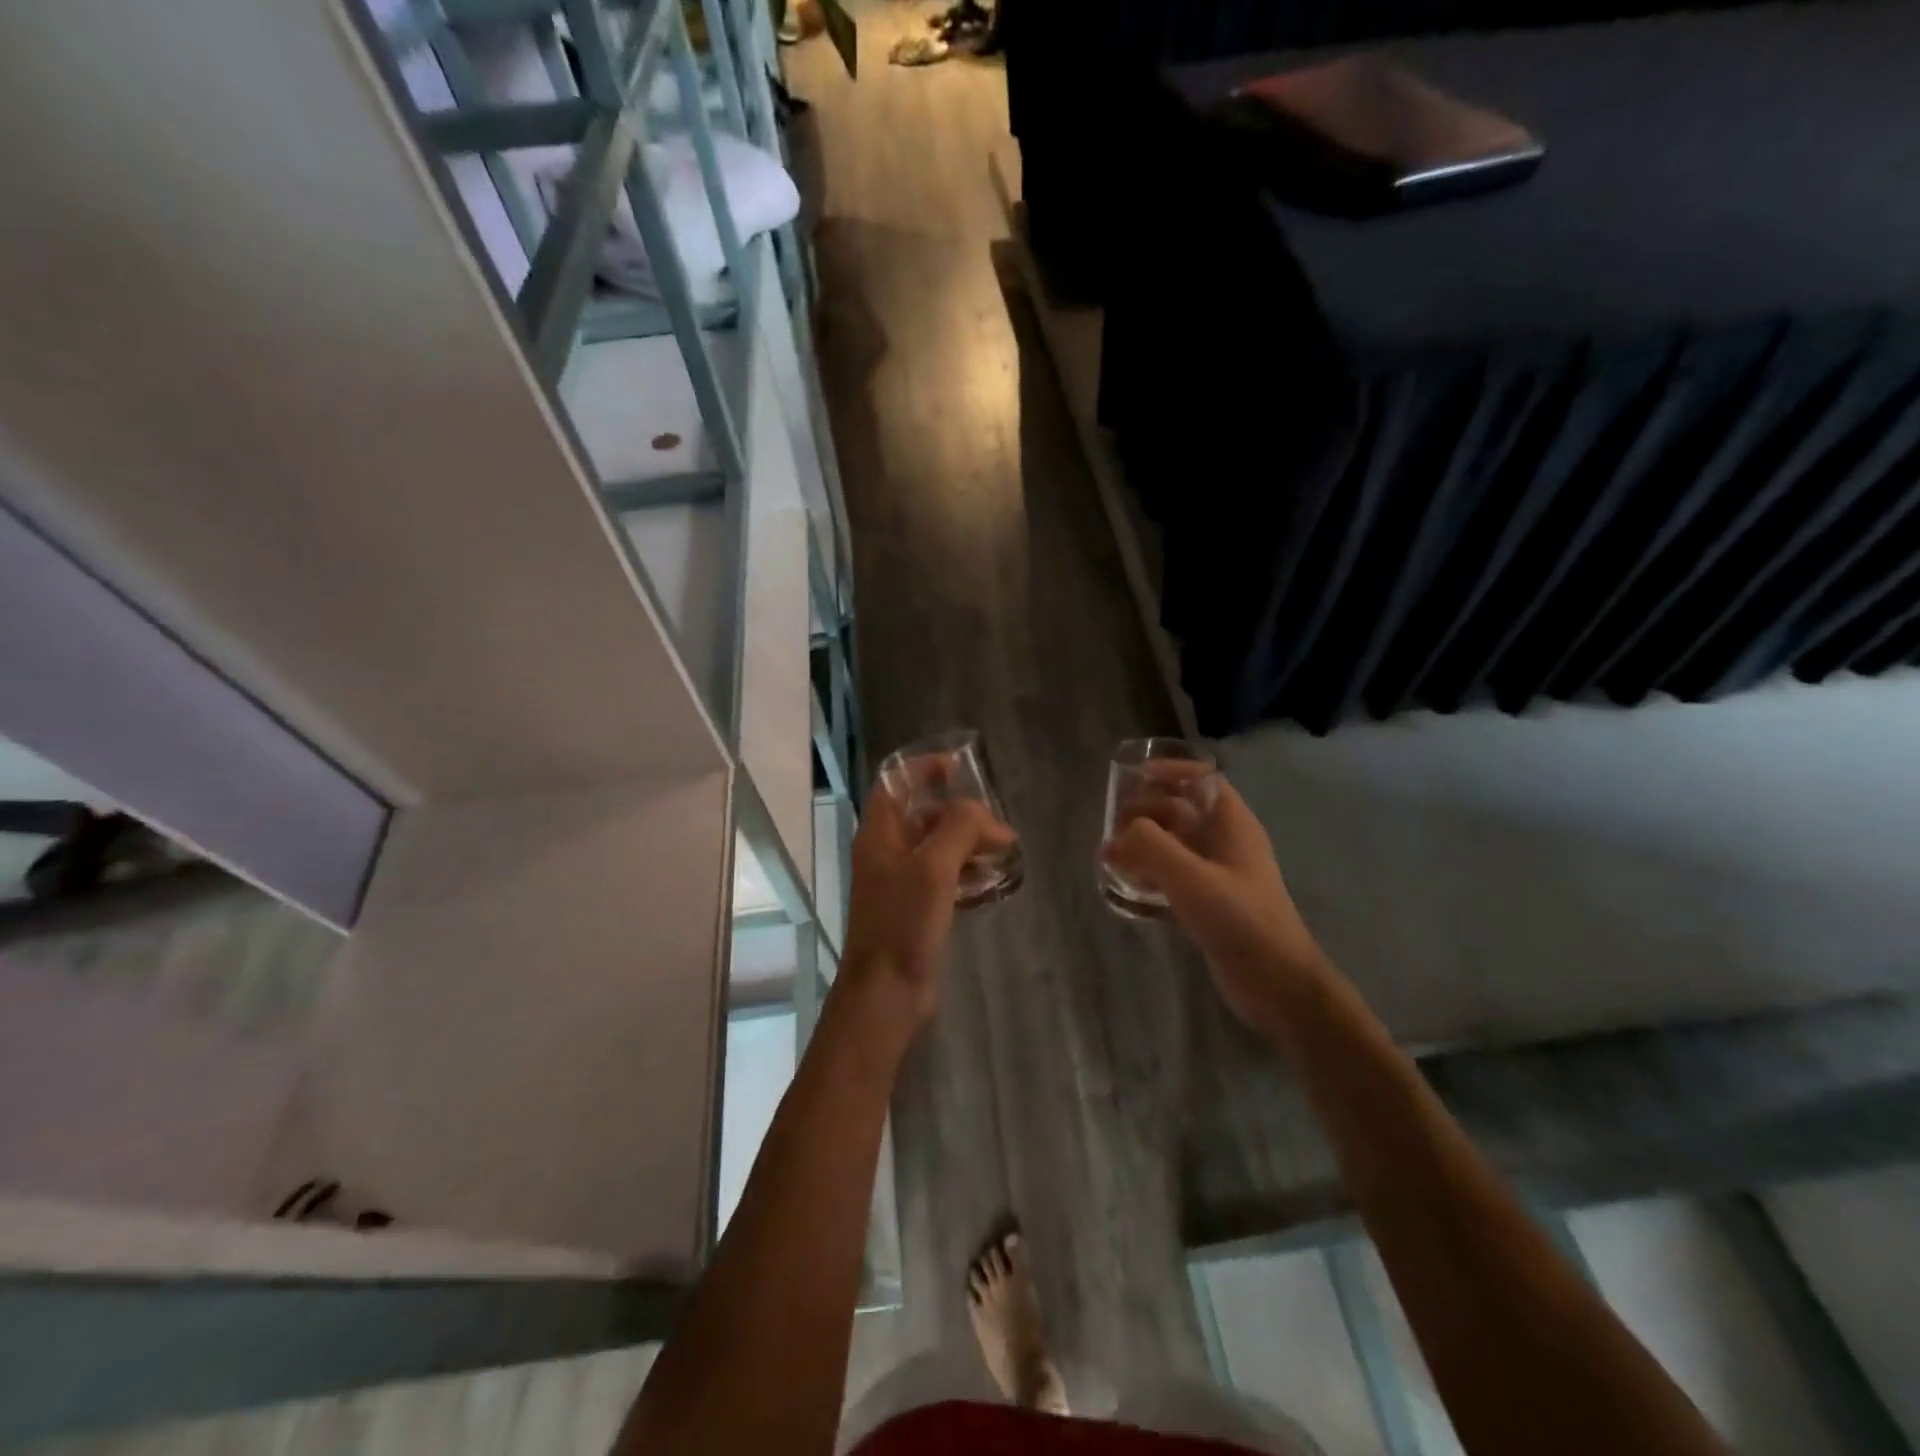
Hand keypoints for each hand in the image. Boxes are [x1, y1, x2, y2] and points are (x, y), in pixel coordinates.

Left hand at [839, 789, 1016, 1033]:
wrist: (886, 992)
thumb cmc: (903, 922)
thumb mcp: (934, 867)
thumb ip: (960, 828)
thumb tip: (987, 817)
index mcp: (879, 834)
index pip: (895, 783)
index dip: (923, 769)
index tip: (960, 768)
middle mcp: (886, 852)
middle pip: (922, 815)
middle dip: (960, 813)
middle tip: (998, 824)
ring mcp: (900, 882)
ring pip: (937, 848)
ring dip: (968, 843)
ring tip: (1005, 851)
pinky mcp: (915, 908)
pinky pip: (943, 878)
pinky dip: (967, 872)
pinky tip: (993, 882)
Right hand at [1101, 777, 1330, 1041]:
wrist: (1278, 985)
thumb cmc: (1240, 920)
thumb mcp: (1191, 878)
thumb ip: (1151, 846)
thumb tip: (1120, 834)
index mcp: (1232, 824)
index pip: (1202, 779)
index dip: (1169, 771)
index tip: (1133, 778)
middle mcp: (1226, 843)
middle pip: (1181, 810)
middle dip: (1145, 813)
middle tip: (1111, 829)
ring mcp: (1218, 875)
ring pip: (1174, 845)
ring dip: (1142, 846)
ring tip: (1108, 858)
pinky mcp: (1209, 904)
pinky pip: (1172, 877)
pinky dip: (1149, 875)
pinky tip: (1125, 888)